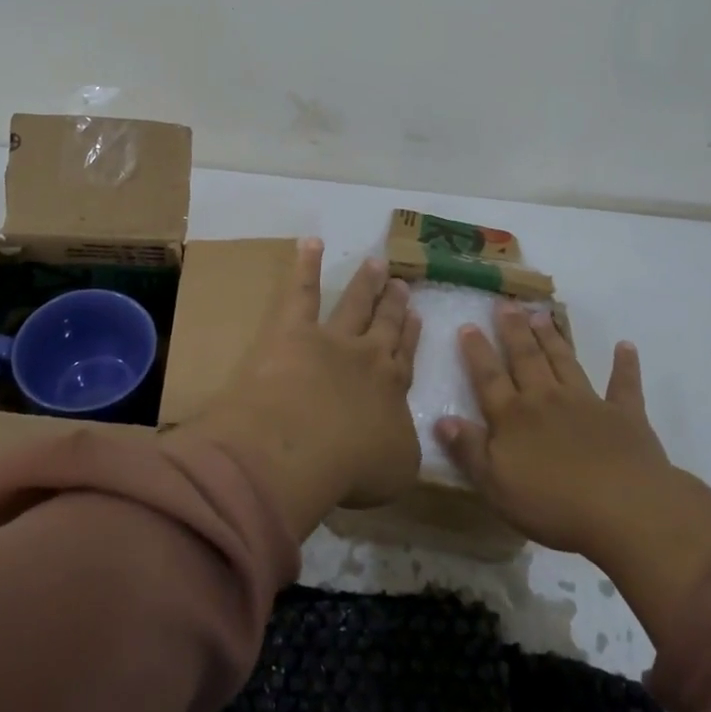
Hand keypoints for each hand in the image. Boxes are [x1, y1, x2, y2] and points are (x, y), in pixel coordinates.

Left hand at [179, 239, 420, 536]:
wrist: (300, 447)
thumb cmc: (350, 467)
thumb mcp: (396, 468)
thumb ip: (401, 446)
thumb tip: (400, 433)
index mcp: (391, 389)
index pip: (404, 357)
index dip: (410, 336)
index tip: (417, 315)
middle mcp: (367, 356)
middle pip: (383, 326)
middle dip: (393, 305)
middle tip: (401, 284)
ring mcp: (330, 338)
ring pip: (354, 304)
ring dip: (365, 284)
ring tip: (376, 263)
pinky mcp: (293, 330)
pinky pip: (302, 291)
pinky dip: (306, 265)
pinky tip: (311, 242)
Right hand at [437, 304, 669, 560]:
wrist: (624, 508)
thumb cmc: (553, 503)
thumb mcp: (496, 485)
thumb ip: (468, 450)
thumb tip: (442, 419)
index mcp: (513, 417)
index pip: (489, 378)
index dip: (477, 352)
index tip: (468, 325)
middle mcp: (546, 399)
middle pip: (526, 359)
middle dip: (514, 331)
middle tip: (506, 304)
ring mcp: (587, 403)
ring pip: (564, 362)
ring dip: (552, 338)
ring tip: (541, 314)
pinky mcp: (625, 415)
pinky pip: (623, 385)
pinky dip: (625, 365)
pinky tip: (626, 346)